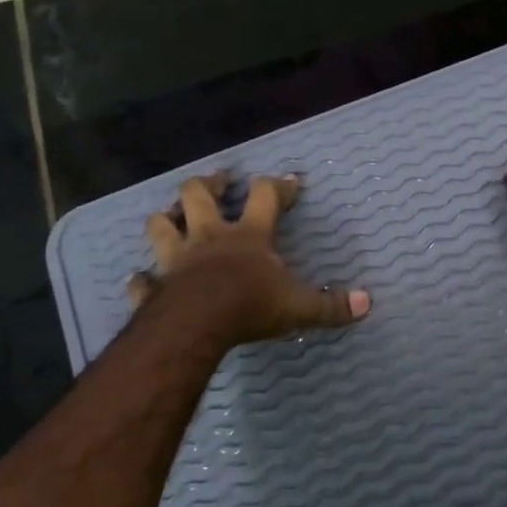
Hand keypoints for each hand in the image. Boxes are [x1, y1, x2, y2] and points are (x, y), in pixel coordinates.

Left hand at [129, 172, 369, 349]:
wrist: (196, 325)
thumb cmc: (249, 306)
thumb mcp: (298, 307)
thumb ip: (331, 306)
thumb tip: (368, 303)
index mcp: (248, 236)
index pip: (266, 196)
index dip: (278, 186)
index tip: (290, 181)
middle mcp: (209, 237)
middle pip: (199, 195)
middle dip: (210, 184)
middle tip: (219, 180)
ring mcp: (176, 259)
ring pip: (160, 225)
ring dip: (165, 218)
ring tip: (170, 215)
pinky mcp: (155, 287)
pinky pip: (141, 280)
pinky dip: (140, 279)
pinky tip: (138, 279)